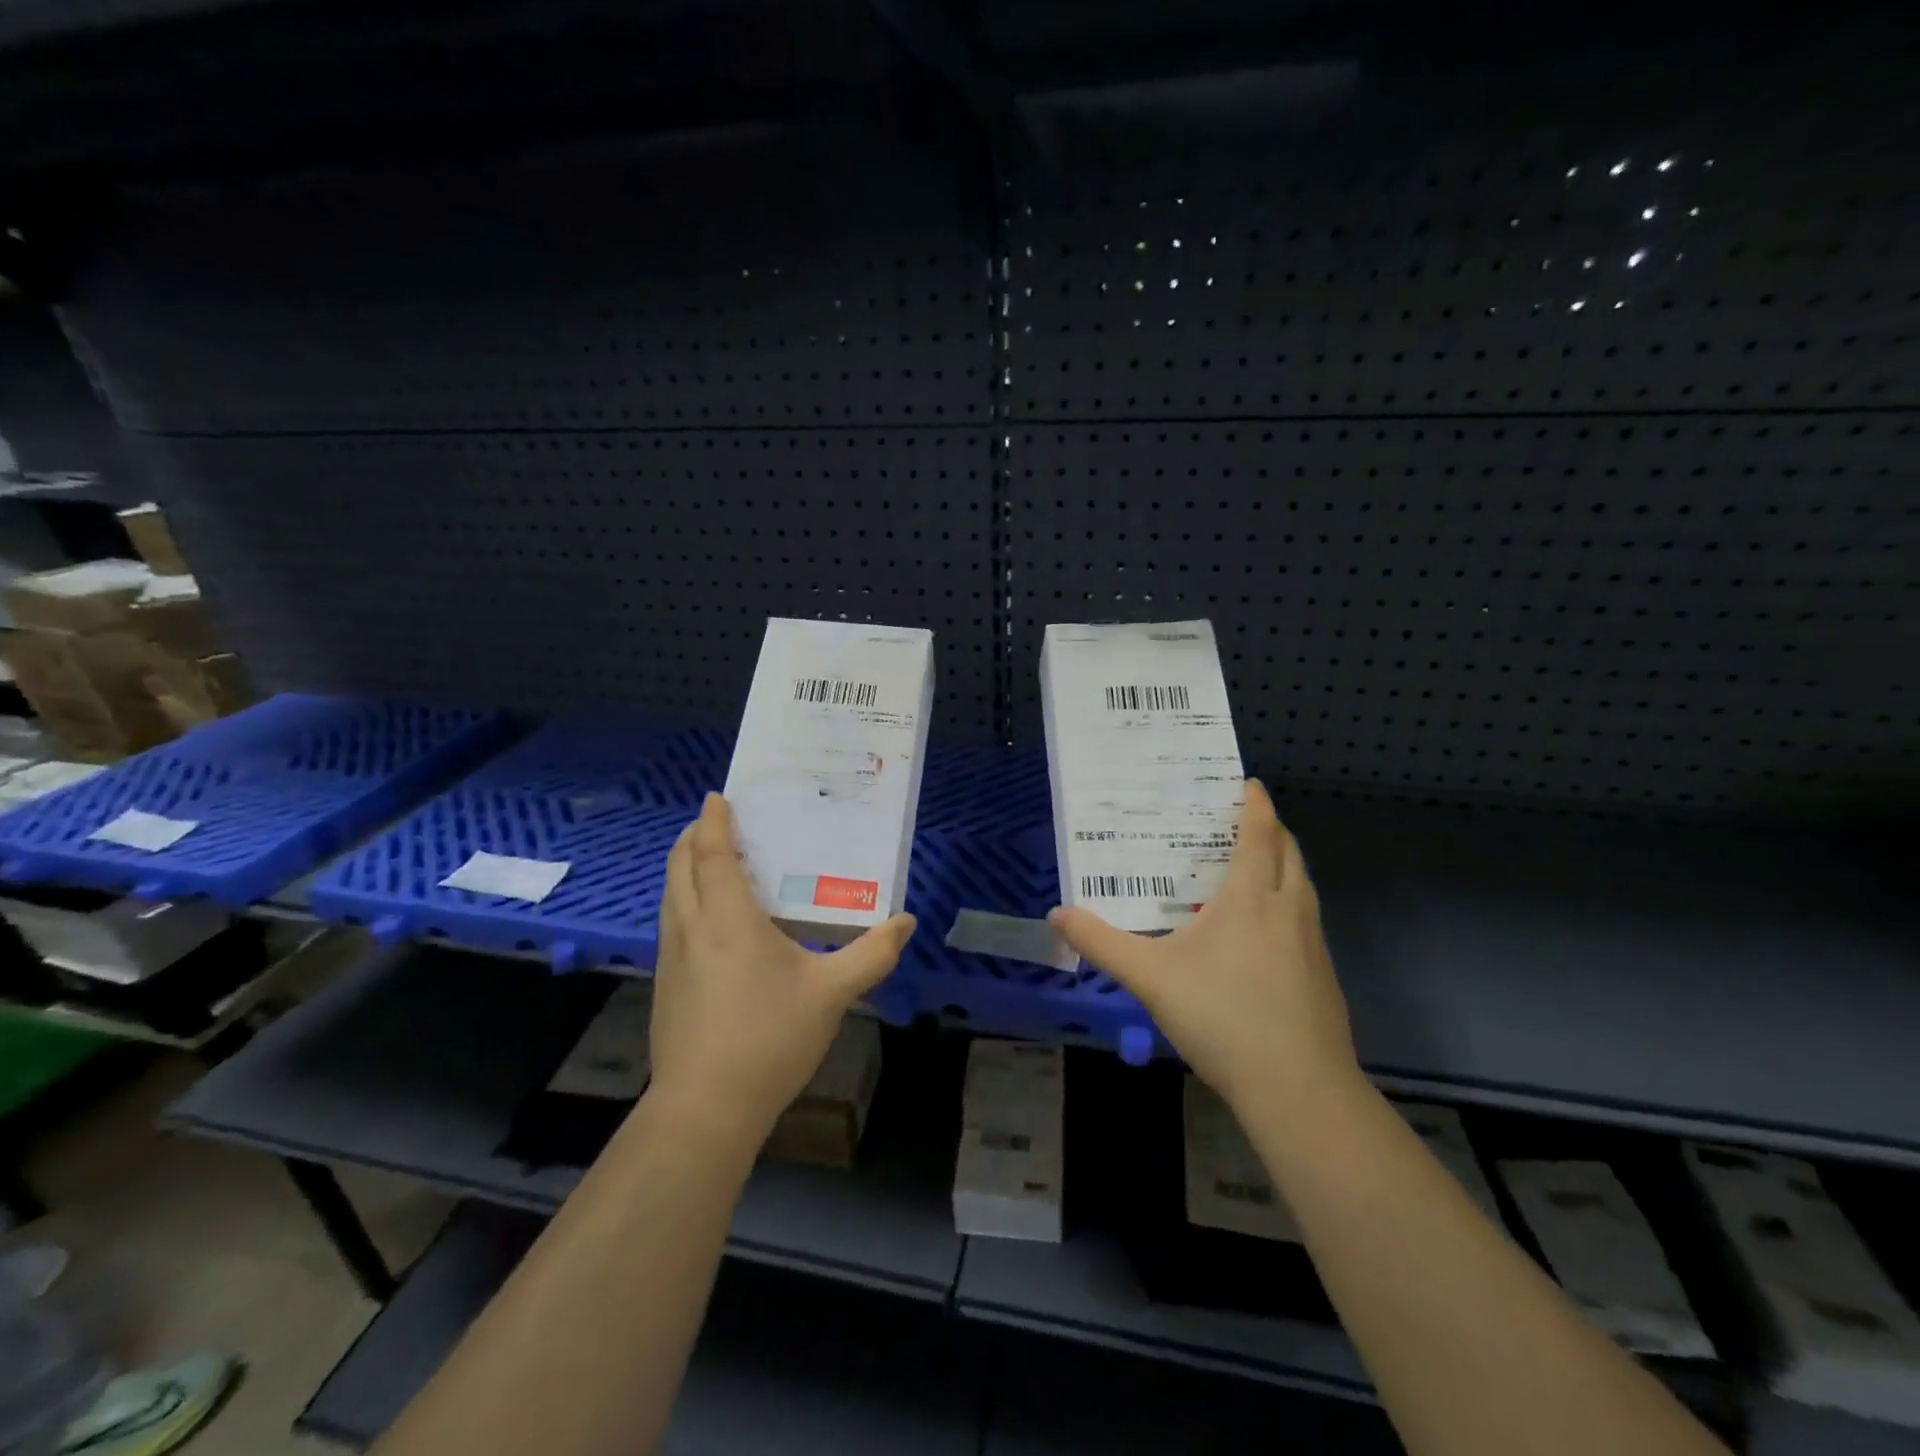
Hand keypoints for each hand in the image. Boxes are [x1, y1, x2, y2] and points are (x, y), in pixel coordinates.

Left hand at [648, 793, 916, 1143]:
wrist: (705, 1109)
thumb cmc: (769, 1038)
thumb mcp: (832, 993)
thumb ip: (872, 954)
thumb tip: (905, 922)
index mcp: (728, 918)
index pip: (713, 853)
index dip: (714, 822)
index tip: (717, 797)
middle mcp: (691, 927)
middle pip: (680, 866)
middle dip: (694, 837)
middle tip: (718, 822)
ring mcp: (671, 958)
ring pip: (670, 894)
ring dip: (685, 867)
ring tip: (714, 862)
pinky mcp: (665, 985)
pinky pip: (672, 921)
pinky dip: (685, 898)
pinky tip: (711, 921)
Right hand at [1049, 780, 1360, 1115]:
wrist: (1299, 1089)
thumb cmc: (1222, 1016)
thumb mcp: (1149, 977)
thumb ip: (1101, 943)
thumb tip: (1056, 915)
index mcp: (1250, 897)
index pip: (1258, 834)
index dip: (1255, 804)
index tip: (1248, 783)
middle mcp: (1288, 909)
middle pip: (1289, 853)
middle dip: (1272, 829)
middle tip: (1245, 820)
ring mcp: (1313, 944)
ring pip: (1303, 886)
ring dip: (1284, 865)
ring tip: (1255, 868)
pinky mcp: (1323, 976)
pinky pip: (1306, 920)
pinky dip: (1289, 905)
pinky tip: (1265, 935)